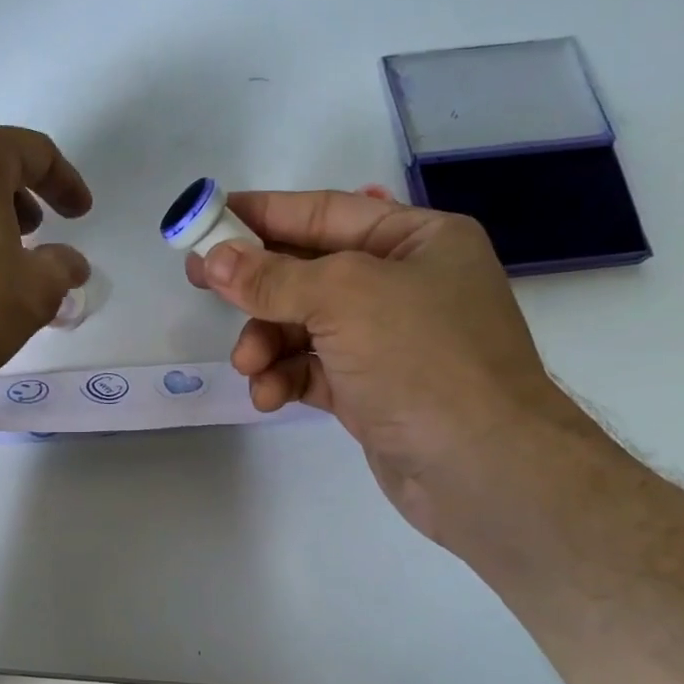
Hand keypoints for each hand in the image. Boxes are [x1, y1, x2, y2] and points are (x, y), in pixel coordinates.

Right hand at [185, 189, 590, 539]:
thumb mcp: (344, 299)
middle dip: (257, 285)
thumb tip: (214, 259)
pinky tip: (269, 395)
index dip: (264, 213)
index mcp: (417, 240)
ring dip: (267, 341)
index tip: (209, 217)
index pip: (326, 212)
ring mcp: (388, 340)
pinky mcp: (371, 389)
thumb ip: (273, 278)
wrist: (483, 470)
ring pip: (304, 325)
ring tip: (249, 365)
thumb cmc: (423, 360)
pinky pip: (313, 369)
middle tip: (200, 283)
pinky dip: (286, 377)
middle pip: (309, 271)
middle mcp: (403, 284)